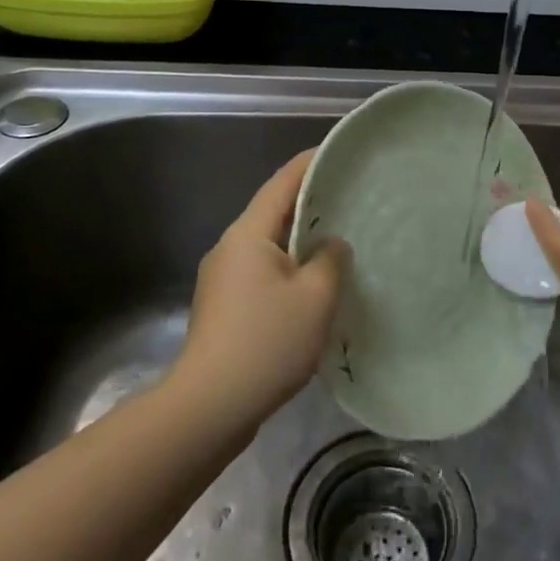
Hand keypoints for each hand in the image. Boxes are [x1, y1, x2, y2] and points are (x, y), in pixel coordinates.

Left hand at [174, 150, 350, 428]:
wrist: (208, 408)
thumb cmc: (266, 342)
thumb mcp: (315, 297)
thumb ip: (331, 260)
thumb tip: (331, 245)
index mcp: (248, 235)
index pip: (282, 183)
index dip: (310, 163)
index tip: (338, 152)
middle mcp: (230, 248)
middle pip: (274, 212)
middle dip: (310, 203)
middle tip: (350, 199)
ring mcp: (222, 280)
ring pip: (269, 246)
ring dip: (301, 241)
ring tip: (339, 243)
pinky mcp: (224, 308)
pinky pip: (263, 273)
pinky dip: (290, 269)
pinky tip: (314, 288)